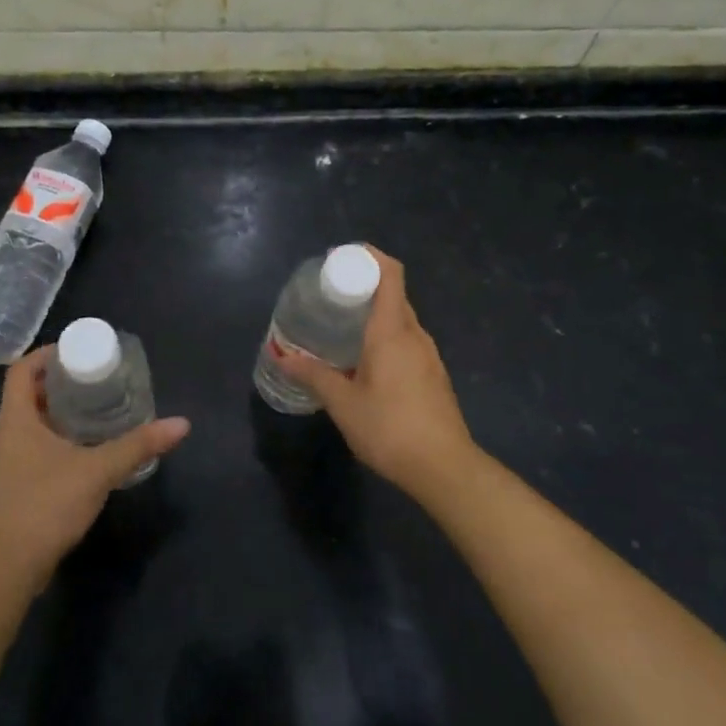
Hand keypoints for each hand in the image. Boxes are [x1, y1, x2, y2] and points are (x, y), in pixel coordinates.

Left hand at [0, 348, 190, 585]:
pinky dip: (57, 436)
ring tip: (96, 406)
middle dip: (60, 381)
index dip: (46, 354)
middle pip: (28, 393)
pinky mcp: (16, 484)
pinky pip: (35, 445)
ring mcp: (8, 461)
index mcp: (16, 420)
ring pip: (32, 421)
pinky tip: (86, 447)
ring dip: (59, 410)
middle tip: (95, 377)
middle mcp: (6, 434)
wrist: (11, 565)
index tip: (78, 351)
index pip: (22, 370)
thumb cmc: (47, 504)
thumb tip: (181, 424)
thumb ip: (138, 445)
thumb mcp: (98, 470)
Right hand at [274, 245, 483, 502]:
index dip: (369, 257)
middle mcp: (415, 334)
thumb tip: (281, 355)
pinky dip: (385, 338)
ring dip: (374, 316)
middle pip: (393, 294)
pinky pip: (407, 342)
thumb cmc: (389, 428)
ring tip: (342, 328)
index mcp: (393, 330)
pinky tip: (365, 362)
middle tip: (330, 296)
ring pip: (401, 320)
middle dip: (363, 287)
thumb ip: (313, 375)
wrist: (444, 468)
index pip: (390, 273)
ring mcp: (429, 355)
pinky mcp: (434, 375)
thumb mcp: (343, 403)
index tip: (342, 259)